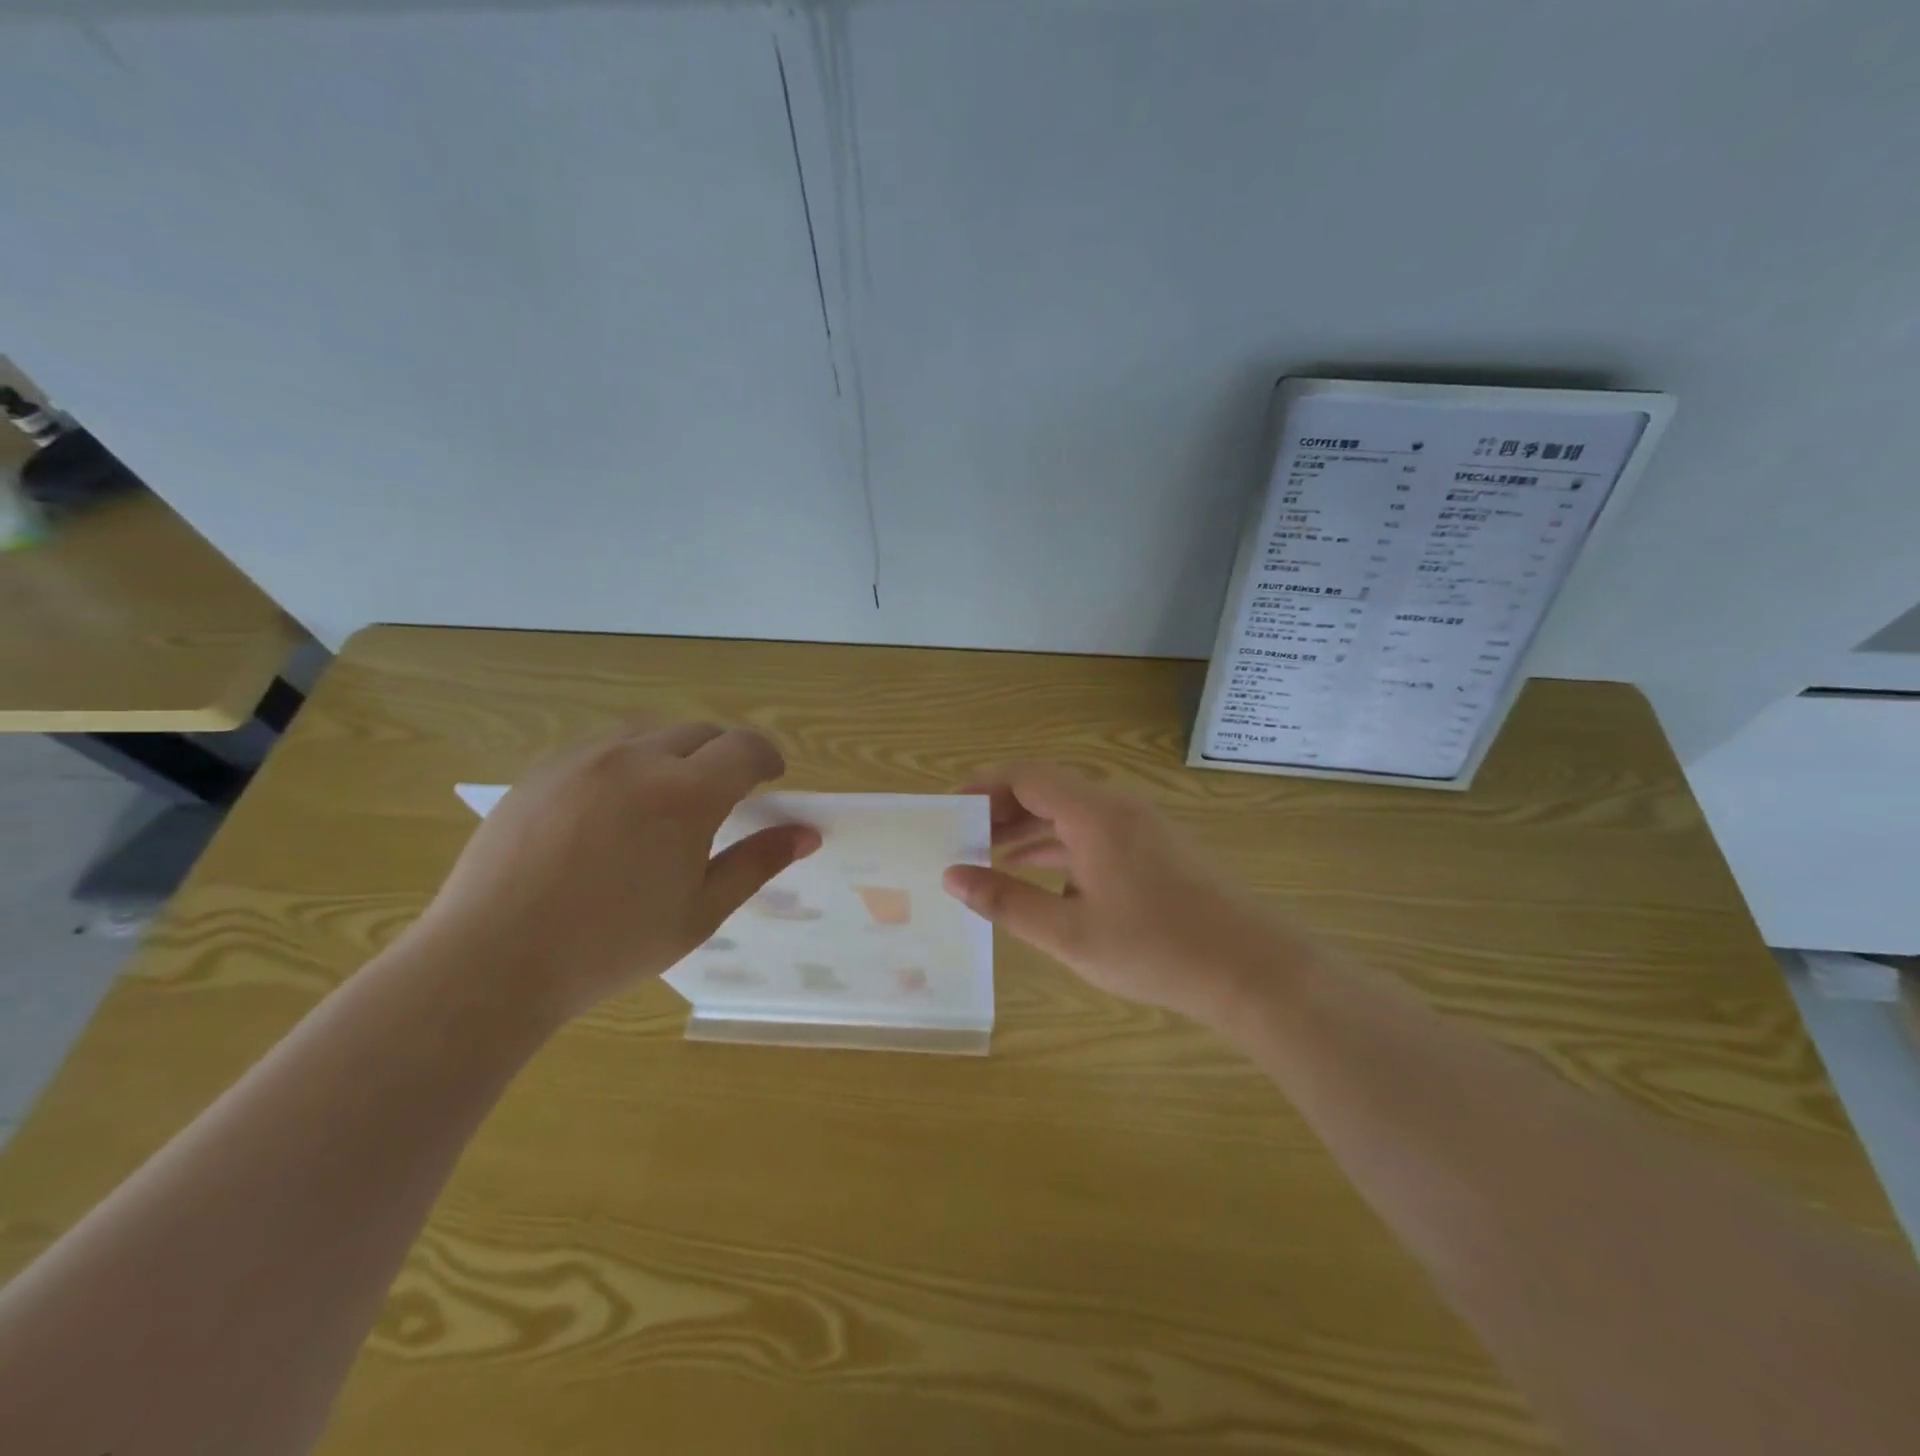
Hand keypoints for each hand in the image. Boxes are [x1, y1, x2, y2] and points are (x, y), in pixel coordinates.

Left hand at [414, 722, 818, 1020]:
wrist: (490, 962)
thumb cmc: (609, 946)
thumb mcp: (699, 912)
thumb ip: (757, 864)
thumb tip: (807, 834)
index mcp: (685, 794)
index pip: (746, 747)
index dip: (767, 758)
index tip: (771, 780)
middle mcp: (636, 759)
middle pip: (701, 732)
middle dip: (724, 755)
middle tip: (724, 798)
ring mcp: (582, 759)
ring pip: (650, 733)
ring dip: (675, 753)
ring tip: (668, 799)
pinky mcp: (543, 770)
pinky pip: (602, 747)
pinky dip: (627, 762)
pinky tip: (612, 809)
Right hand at [941, 764, 1310, 1025]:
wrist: (1251, 970)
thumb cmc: (1154, 948)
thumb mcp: (1068, 932)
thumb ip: (1006, 901)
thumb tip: (952, 876)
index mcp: (1094, 813)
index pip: (1026, 776)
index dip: (984, 786)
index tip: (950, 810)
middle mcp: (1117, 807)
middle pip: (1048, 790)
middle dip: (1002, 811)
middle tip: (963, 839)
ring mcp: (1141, 826)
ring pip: (1072, 814)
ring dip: (1030, 830)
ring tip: (990, 857)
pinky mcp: (1156, 848)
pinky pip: (1095, 833)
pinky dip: (1061, 847)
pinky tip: (1042, 879)